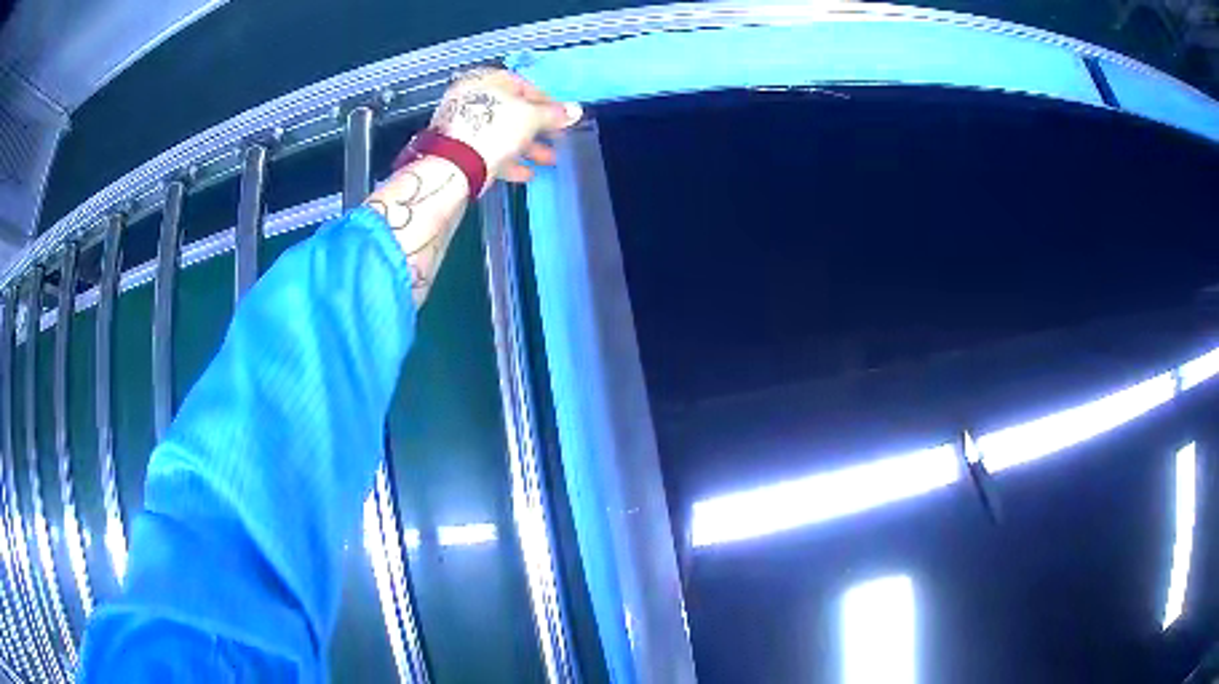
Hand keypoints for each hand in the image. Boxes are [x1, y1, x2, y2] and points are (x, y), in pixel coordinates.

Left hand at [430, 68, 582, 188]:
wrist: (453, 168)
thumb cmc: (493, 130)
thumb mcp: (530, 118)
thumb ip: (553, 114)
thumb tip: (575, 110)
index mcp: (485, 81)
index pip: (522, 85)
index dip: (546, 101)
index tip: (562, 116)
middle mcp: (470, 99)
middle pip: (512, 111)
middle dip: (539, 128)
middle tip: (558, 139)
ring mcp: (462, 126)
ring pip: (502, 133)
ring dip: (528, 147)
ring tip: (548, 161)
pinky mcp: (459, 151)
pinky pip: (489, 151)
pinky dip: (509, 161)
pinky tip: (526, 173)